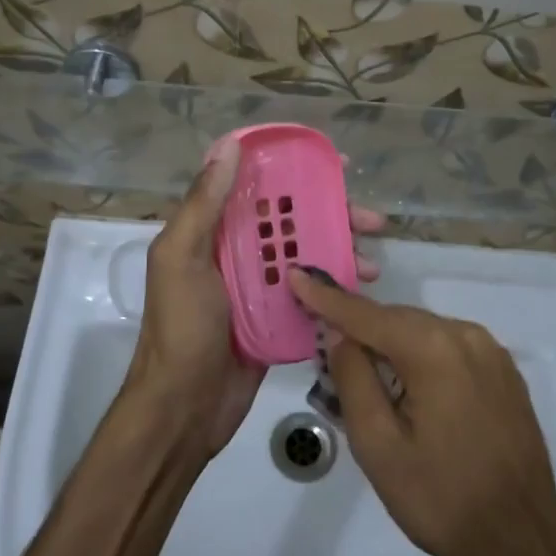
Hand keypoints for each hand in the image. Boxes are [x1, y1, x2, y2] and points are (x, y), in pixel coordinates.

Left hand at [128, 141, 387, 459]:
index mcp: (213, 230)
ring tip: (374, 262)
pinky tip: (364, 288)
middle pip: (292, 219)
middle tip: (372, 219)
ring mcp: (261, 285)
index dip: (295, 169)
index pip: (257, 185)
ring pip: (307, 253)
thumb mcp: (181, 258)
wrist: (182, 410)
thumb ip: (203, 204)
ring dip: (342, 250)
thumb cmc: (180, 327)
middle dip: (333, 213)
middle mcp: (238, 251)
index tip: (336, 165)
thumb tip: (230, 146)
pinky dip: (336, 286)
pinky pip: (312, 291)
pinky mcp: (278, 317)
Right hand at [289, 268, 555, 555]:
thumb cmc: (442, 499)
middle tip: (327, 349)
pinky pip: (449, 346)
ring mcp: (490, 351)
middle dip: (360, 328)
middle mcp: (465, 335)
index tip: (295, 274)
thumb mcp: (378, 446)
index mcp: (433, 349)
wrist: (523, 540)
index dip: (326, 297)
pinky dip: (421, 354)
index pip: (366, 314)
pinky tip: (411, 386)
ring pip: (423, 330)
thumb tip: (341, 334)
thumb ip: (353, 379)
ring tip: (367, 377)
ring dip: (391, 344)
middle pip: (396, 319)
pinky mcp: (503, 370)